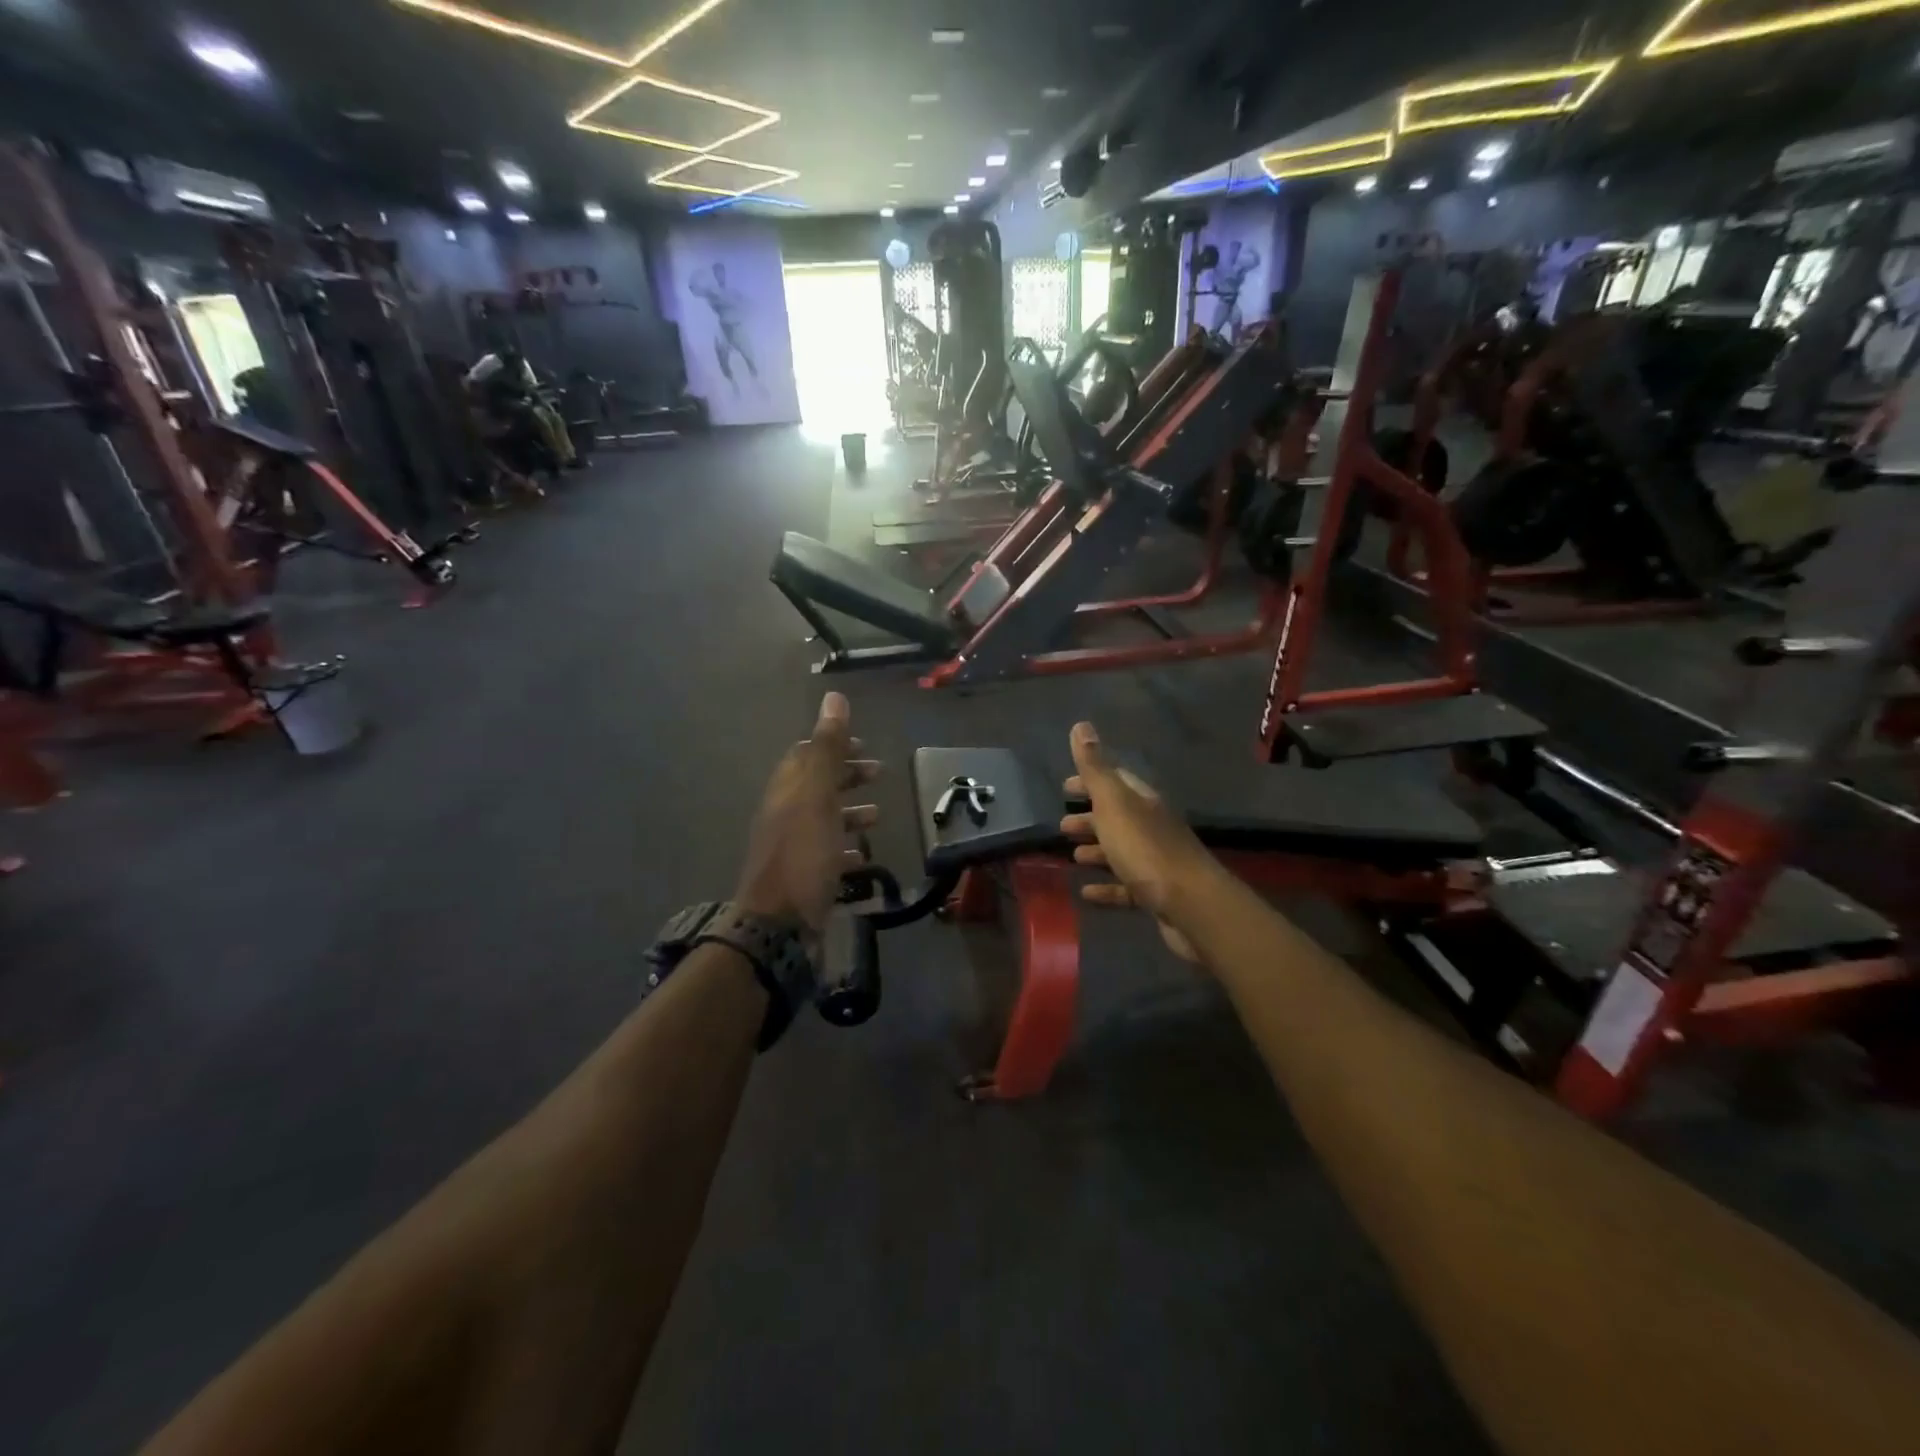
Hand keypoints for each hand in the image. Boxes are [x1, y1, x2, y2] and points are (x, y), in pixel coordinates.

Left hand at [735, 692, 880, 932]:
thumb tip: (833, 697)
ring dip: (850, 811)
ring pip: (823, 818)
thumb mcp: (818, 795)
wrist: (779, 924)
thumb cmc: (803, 854)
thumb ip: (828, 748)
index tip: (864, 745)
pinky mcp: (803, 876)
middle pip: (817, 784)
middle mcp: (785, 814)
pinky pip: (827, 853)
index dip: (834, 745)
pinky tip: (864, 854)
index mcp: (787, 789)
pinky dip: (847, 846)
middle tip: (879, 773)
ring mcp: (793, 847)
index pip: (806, 754)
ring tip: (878, 815)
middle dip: (847, 776)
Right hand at [1059, 722, 1219, 962]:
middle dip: (1090, 818)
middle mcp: (1152, 826)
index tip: (1065, 787)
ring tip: (1072, 855)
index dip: (1089, 781)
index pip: (1115, 780)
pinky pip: (1125, 886)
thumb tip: (1081, 725)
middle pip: (1118, 816)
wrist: (1189, 904)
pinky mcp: (1156, 893)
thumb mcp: (1113, 803)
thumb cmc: (1145, 848)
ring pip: (1121, 850)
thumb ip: (1095, 768)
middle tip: (1063, 825)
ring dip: (1097, 850)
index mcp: (1142, 801)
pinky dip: (1106, 887)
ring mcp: (1156, 861)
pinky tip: (1086, 892)